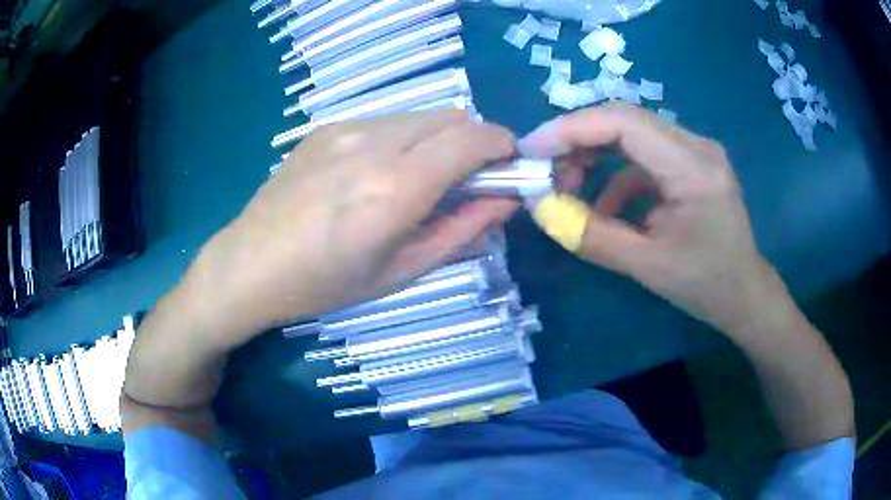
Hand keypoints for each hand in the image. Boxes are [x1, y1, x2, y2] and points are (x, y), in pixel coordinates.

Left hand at [182, 111, 517, 349]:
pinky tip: (379, 172)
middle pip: (453, 116)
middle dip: (476, 142)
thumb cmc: (325, 284)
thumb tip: (506, 201)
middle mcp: (374, 143)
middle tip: (468, 181)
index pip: (474, 138)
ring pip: (421, 115)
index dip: (504, 146)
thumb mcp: (402, 272)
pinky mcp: (327, 126)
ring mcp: (346, 127)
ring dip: (440, 139)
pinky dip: (406, 138)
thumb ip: (463, 231)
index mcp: (396, 187)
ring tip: (420, 180)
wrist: (249, 264)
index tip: (509, 168)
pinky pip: (388, 120)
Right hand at [519, 103, 782, 335]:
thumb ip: (591, 235)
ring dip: (594, 153)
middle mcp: (697, 146)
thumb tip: (540, 209)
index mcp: (694, 169)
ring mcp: (695, 150)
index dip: (572, 128)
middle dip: (577, 139)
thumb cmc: (705, 285)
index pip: (624, 123)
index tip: (531, 149)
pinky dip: (616, 173)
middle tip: (544, 168)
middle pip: (624, 119)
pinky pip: (644, 154)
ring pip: (631, 132)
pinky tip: (606, 205)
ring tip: (568, 186)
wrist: (743, 293)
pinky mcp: (690, 162)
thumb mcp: (646, 266)